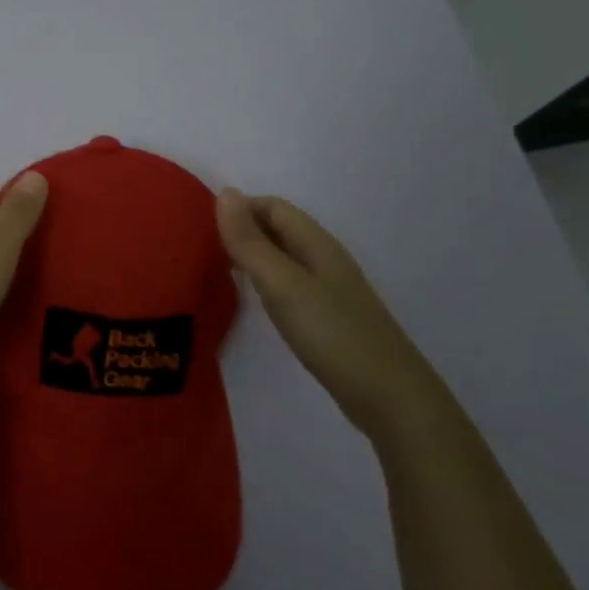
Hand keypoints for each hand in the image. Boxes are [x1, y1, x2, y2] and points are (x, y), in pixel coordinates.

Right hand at [216, 188, 449, 441]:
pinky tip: (252, 300)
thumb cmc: (331, 333)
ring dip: (251, 256)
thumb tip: (225, 193)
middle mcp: (324, 259)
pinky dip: (264, 282)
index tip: (200, 227)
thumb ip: (250, 242)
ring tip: (215, 270)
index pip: (273, 207)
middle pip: (279, 229)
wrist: (388, 396)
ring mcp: (329, 290)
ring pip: (283, 258)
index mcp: (316, 243)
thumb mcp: (282, 284)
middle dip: (241, 230)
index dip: (238, 209)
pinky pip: (289, 284)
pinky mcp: (328, 318)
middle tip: (200, 249)